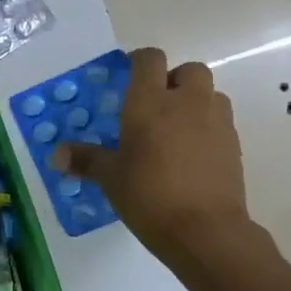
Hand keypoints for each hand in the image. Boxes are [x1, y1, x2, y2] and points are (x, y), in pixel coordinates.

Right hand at [52, 47, 256, 262]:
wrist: (205, 230)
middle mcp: (186, 102)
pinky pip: (221, 122)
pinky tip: (193, 155)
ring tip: (177, 129)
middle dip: (174, 80)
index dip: (139, 61)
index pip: (150, 59)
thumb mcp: (110, 178)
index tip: (128, 77)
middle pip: (189, 70)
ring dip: (196, 102)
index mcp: (150, 102)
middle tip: (156, 106)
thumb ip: (85, 160)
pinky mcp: (234, 145)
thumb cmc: (149, 196)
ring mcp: (216, 122)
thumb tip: (56, 156)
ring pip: (210, 94)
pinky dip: (208, 128)